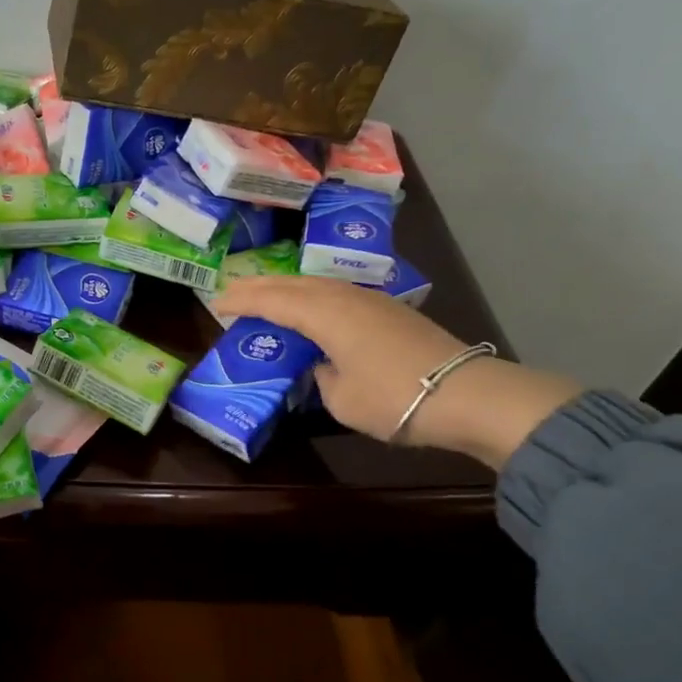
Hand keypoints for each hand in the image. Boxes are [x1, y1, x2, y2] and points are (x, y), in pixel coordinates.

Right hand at [211, 274, 580, 468]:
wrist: (465, 393)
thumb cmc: (394, 398)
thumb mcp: (340, 398)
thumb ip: (320, 375)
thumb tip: (321, 364)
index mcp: (324, 314)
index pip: (272, 300)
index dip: (242, 300)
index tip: (216, 303)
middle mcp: (344, 297)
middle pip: (292, 283)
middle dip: (259, 285)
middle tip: (232, 291)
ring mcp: (370, 300)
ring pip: (317, 284)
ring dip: (287, 288)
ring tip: (266, 296)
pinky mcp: (389, 311)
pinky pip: (337, 293)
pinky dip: (312, 296)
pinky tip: (312, 307)